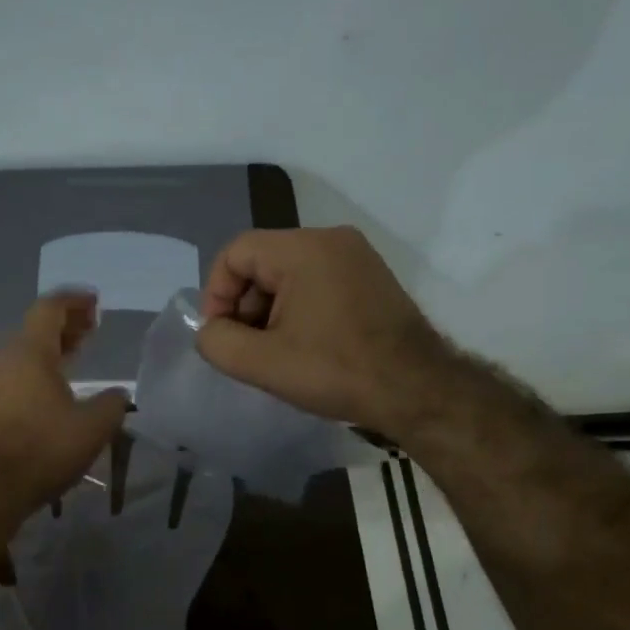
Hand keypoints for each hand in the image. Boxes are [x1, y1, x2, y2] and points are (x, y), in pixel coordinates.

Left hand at [0, 293, 130, 522]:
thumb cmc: (46, 447)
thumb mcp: (94, 425)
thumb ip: (112, 403)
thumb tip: (118, 395)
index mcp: (30, 351)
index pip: (50, 308)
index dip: (75, 300)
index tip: (96, 301)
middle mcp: (7, 358)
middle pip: (36, 327)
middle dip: (66, 322)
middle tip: (93, 325)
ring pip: (26, 350)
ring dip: (54, 345)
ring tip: (79, 350)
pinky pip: (19, 371)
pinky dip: (41, 366)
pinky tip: (58, 383)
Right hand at [196, 226, 448, 435]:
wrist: (417, 390)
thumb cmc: (336, 371)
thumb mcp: (262, 363)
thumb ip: (218, 342)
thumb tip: (211, 330)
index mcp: (303, 248)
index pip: (236, 253)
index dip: (217, 294)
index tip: (221, 334)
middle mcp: (331, 239)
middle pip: (262, 262)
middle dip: (245, 306)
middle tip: (248, 349)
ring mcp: (357, 256)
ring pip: (289, 274)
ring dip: (271, 311)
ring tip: (276, 353)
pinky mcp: (372, 277)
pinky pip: (317, 282)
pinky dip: (299, 309)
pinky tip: (305, 346)